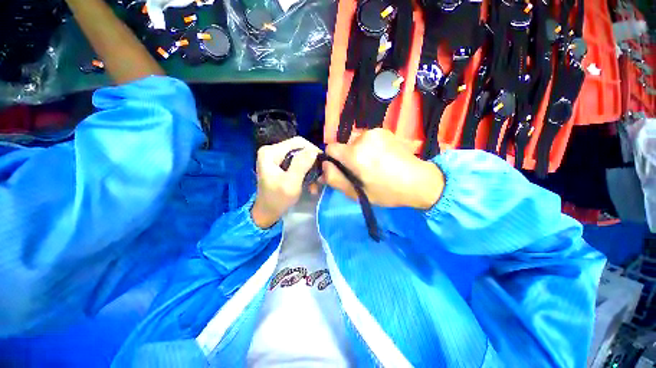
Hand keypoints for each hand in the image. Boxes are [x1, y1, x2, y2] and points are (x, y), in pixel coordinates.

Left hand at [251, 137, 321, 227]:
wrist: (267, 213)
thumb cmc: (277, 199)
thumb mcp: (290, 183)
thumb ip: (301, 165)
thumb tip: (314, 150)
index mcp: (271, 152)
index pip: (298, 142)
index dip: (313, 150)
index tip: (323, 163)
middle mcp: (272, 150)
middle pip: (299, 149)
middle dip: (312, 162)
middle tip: (320, 175)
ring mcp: (276, 157)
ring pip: (300, 156)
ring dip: (310, 169)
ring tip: (316, 182)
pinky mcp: (280, 165)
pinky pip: (298, 163)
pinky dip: (305, 172)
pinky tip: (310, 184)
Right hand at [323, 129, 443, 209]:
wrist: (419, 181)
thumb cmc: (386, 191)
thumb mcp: (357, 192)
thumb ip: (335, 179)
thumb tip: (323, 167)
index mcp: (355, 154)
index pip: (330, 148)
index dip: (332, 160)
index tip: (343, 169)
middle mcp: (363, 137)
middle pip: (344, 145)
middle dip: (347, 156)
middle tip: (360, 170)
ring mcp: (376, 131)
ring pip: (355, 140)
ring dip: (358, 151)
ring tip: (372, 163)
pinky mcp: (385, 130)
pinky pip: (367, 137)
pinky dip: (368, 146)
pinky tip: (381, 156)